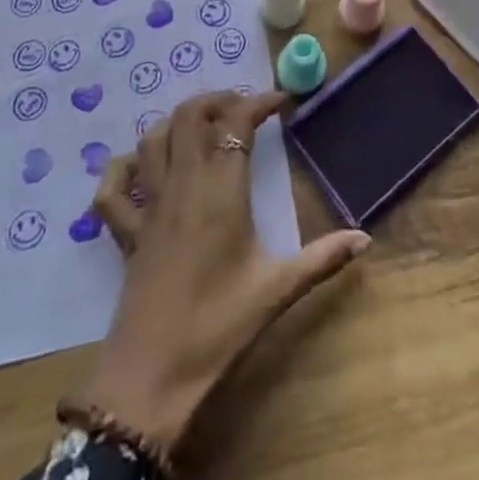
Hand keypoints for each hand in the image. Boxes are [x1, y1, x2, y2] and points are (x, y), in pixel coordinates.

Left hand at [80, 90, 369, 457]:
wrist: (150, 379)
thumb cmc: (218, 328)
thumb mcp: (277, 290)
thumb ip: (322, 259)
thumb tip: (365, 239)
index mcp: (221, 190)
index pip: (236, 122)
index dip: (258, 102)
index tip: (281, 102)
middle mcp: (182, 184)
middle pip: (189, 116)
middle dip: (216, 100)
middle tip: (241, 108)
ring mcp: (149, 206)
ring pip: (152, 139)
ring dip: (176, 122)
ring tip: (201, 126)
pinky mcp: (126, 233)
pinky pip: (113, 189)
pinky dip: (122, 169)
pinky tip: (138, 168)